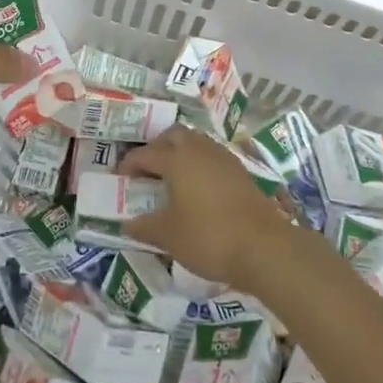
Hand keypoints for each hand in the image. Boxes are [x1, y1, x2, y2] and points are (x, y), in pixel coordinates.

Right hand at [120, 127, 296, 293]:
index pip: (146, 154)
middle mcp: (200, 150)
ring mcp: (224, 158)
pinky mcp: (241, 171)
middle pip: (174, 136)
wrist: (264, 247)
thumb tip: (127, 223)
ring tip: (171, 178)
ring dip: (180, 153)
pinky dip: (199, 164)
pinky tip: (197, 188)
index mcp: (177, 160)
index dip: (129, 164)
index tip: (119, 178)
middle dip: (157, 148)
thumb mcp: (169, 236)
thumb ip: (145, 226)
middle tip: (147, 170)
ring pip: (196, 142)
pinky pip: (212, 156)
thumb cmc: (209, 237)